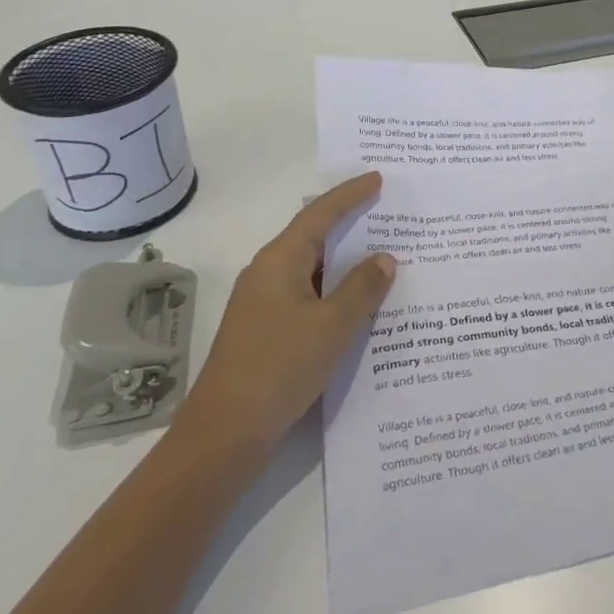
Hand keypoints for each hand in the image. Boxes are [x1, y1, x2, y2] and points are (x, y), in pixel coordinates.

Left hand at [178, 171, 395, 453]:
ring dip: (345, 263)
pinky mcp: (267, 331)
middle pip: (314, 237)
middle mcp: (268, 274)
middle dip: (350, 225)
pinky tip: (360, 304)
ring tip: (384, 256)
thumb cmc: (280, 367)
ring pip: (313, 270)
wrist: (225, 434)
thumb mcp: (333, 325)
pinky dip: (335, 291)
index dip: (350, 195)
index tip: (377, 179)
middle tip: (388, 213)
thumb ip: (362, 288)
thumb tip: (384, 258)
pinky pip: (309, 296)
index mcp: (279, 261)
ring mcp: (264, 304)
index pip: (320, 214)